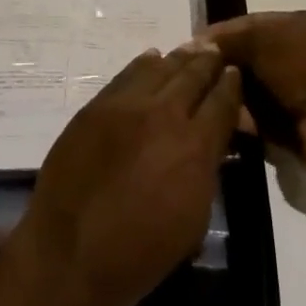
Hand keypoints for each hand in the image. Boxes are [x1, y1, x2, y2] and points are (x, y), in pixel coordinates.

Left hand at [0, 46, 241, 305]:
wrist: (70, 253)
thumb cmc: (141, 254)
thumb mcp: (194, 220)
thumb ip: (207, 169)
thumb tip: (211, 142)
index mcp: (195, 147)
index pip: (222, 102)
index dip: (231, 85)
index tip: (235, 74)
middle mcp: (164, 114)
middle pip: (192, 75)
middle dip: (207, 62)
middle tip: (215, 51)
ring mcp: (126, 105)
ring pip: (160, 68)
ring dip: (178, 59)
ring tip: (190, 51)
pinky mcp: (96, 105)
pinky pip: (127, 75)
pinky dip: (144, 65)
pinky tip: (151, 59)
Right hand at [202, 11, 305, 177]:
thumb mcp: (264, 38)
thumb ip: (231, 39)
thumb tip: (199, 43)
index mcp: (302, 26)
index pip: (252, 25)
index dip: (221, 34)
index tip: (191, 47)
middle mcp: (303, 56)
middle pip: (252, 59)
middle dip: (225, 68)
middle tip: (193, 77)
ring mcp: (303, 95)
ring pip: (254, 92)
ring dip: (232, 97)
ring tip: (203, 101)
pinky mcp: (299, 130)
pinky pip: (262, 122)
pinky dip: (244, 123)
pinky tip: (222, 122)